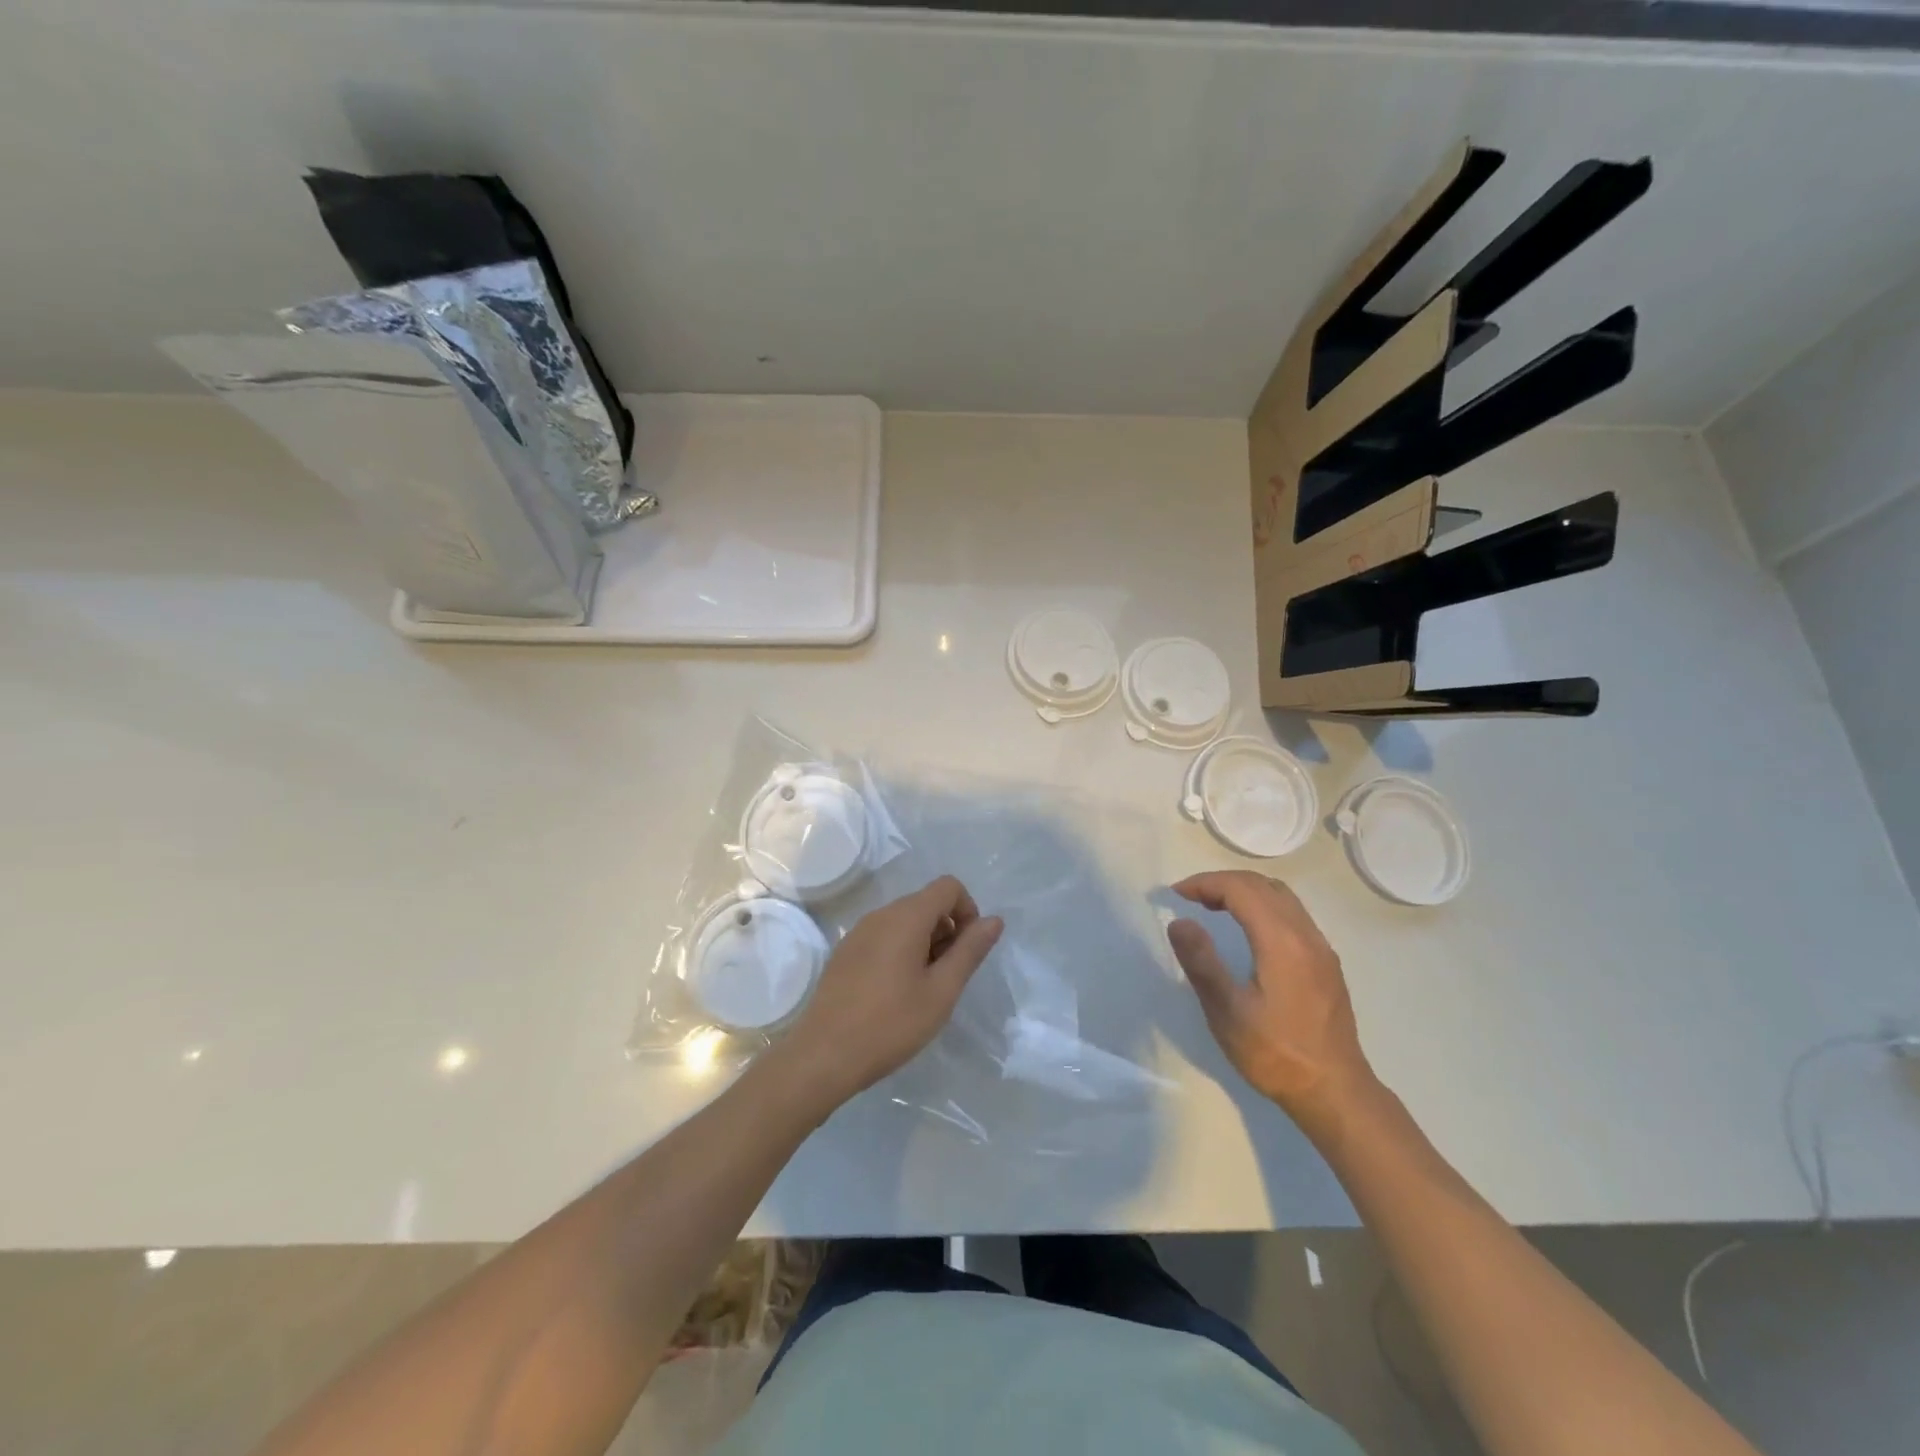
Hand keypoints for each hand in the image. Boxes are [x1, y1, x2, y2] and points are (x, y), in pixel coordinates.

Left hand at [780, 876, 1003, 1107]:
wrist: (823, 1055)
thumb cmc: (891, 1023)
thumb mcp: (941, 991)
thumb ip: (970, 951)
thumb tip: (994, 920)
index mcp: (906, 917)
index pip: (948, 886)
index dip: (968, 910)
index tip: (968, 950)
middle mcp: (881, 914)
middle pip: (926, 902)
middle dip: (948, 929)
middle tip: (948, 976)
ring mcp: (858, 932)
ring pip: (905, 920)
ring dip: (925, 942)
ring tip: (924, 989)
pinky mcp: (846, 952)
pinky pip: (884, 936)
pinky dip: (902, 951)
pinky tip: (896, 993)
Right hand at [1167, 871, 1377, 1128]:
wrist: (1334, 1092)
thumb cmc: (1275, 1053)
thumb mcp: (1227, 1012)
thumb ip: (1202, 962)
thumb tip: (1180, 922)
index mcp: (1282, 941)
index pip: (1241, 889)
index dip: (1206, 883)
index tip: (1176, 894)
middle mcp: (1306, 935)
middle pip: (1263, 885)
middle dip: (1223, 882)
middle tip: (1191, 897)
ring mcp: (1321, 948)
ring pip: (1282, 897)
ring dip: (1245, 891)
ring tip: (1214, 908)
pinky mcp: (1326, 963)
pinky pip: (1293, 914)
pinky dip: (1263, 906)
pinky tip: (1248, 931)